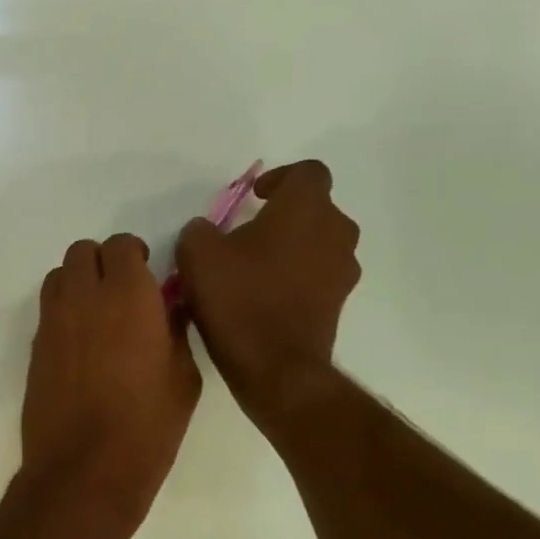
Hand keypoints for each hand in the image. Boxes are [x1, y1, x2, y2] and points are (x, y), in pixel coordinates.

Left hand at [22, 234, 200, 535]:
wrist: (84, 467)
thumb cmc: (147, 425)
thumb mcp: (183, 376)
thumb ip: (175, 329)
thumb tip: (168, 307)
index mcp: (127, 294)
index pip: (121, 245)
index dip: (134, 256)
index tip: (147, 278)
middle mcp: (82, 297)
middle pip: (82, 252)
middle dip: (102, 263)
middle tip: (122, 294)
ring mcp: (52, 322)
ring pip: (58, 277)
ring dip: (78, 283)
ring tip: (98, 316)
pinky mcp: (34, 348)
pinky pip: (47, 311)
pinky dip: (63, 313)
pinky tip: (81, 346)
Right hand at [175, 160, 361, 423]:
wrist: (275, 366)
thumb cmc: (238, 299)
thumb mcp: (197, 256)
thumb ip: (199, 231)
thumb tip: (206, 230)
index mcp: (306, 209)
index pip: (307, 172)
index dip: (280, 178)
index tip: (253, 197)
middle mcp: (335, 231)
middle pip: (315, 209)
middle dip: (283, 216)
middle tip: (246, 234)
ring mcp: (342, 270)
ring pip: (317, 243)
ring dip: (290, 248)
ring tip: (252, 269)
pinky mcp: (338, 302)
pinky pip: (316, 276)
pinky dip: (294, 278)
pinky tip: (262, 297)